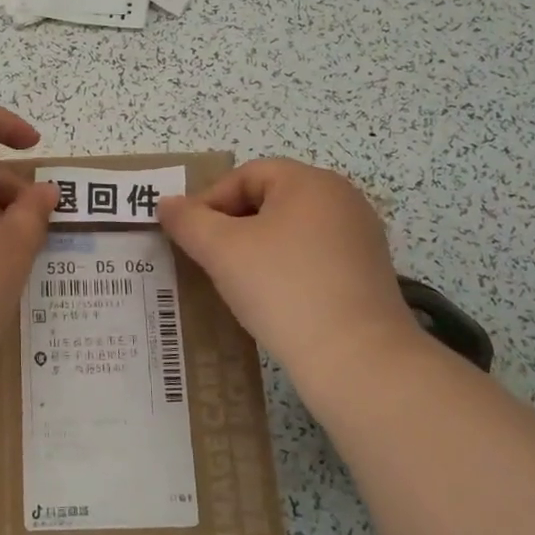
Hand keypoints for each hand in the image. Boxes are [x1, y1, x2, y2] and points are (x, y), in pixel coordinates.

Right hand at [158, 159, 420, 389]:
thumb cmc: (283, 288)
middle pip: (270, 199)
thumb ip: (188, 221)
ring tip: (234, 281)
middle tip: (207, 257)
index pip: (246, 175)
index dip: (210, 200)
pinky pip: (313, 257)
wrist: (357, 359)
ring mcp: (360, 238)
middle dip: (232, 225)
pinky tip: (272, 299)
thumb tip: (167, 204)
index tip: (189, 236)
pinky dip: (286, 269)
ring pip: (291, 231)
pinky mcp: (367, 274)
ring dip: (257, 249)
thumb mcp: (222, 250)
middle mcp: (342, 199)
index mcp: (310, 182)